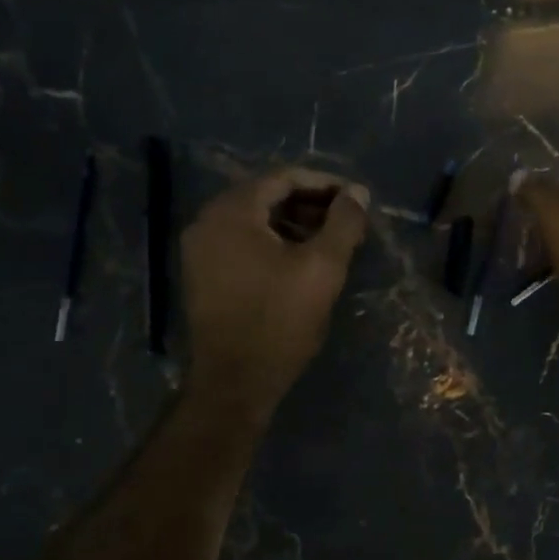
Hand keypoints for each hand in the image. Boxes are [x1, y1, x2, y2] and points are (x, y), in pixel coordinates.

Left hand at [182, 169, 368, 419]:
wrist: (234, 381)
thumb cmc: (279, 320)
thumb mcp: (322, 268)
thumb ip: (343, 223)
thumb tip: (358, 192)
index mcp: (232, 212)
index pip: (283, 178)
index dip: (325, 184)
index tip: (357, 200)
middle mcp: (207, 222)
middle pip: (266, 197)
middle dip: (311, 205)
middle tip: (347, 223)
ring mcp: (200, 250)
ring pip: (255, 222)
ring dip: (294, 225)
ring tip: (331, 244)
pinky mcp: (202, 276)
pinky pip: (242, 244)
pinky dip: (274, 244)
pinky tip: (301, 263)